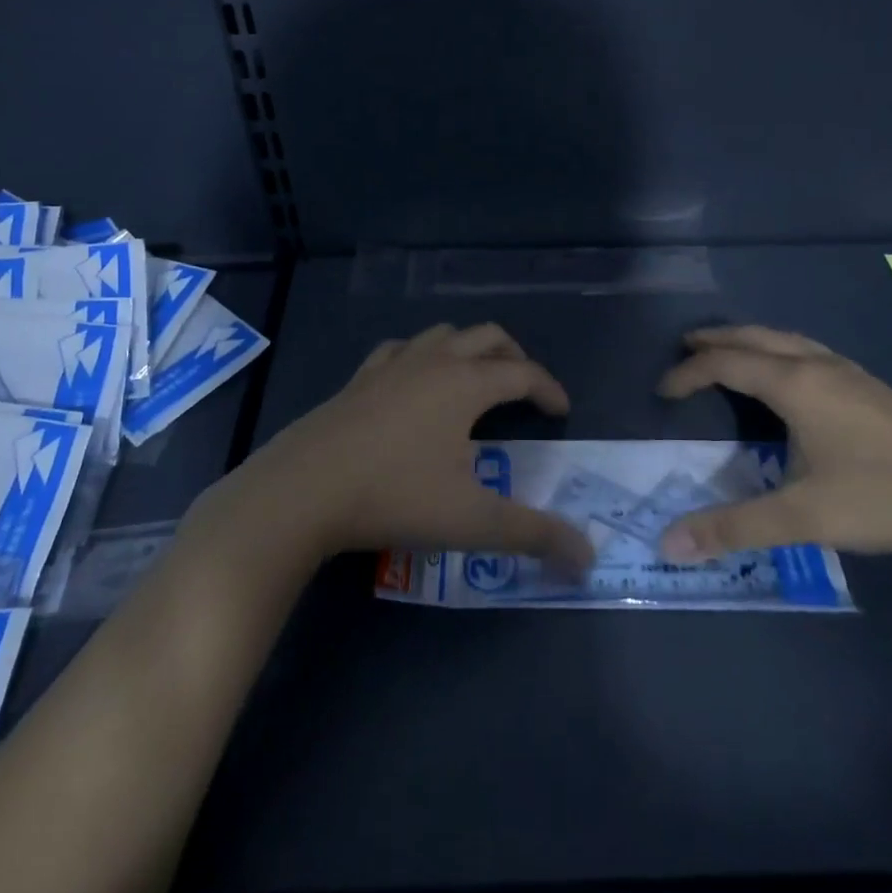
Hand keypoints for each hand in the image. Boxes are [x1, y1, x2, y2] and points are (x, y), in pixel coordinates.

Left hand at [225, 323, 593, 572]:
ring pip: (442, 335)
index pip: (522, 373)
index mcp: (465, 383)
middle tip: (524, 389)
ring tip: (475, 380)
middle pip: (486, 337)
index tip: (562, 412)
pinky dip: (421, 356)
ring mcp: (390, 365)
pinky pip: (400, 350)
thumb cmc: (395, 497)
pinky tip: (414, 381)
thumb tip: (588, 557)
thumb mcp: (472, 521)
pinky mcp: (358, 379)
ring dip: (468, 349)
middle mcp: (432, 362)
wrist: (303, 490)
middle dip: (514, 357)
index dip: (548, 389)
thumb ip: (534, 535)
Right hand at [655, 325, 891, 569]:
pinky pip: (810, 352)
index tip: (663, 392)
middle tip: (686, 347)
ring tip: (730, 353)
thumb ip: (733, 528)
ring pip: (788, 340)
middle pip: (756, 337)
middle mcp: (820, 366)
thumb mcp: (802, 517)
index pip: (726, 363)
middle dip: (717, 339)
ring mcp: (851, 374)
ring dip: (751, 341)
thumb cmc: (884, 498)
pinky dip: (781, 351)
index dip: (689, 374)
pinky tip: (791, 378)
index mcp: (796, 384)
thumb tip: (668, 544)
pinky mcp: (873, 389)